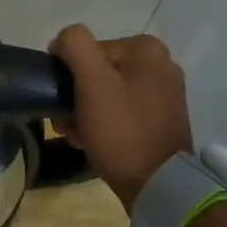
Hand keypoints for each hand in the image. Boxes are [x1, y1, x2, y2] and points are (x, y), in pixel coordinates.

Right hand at [49, 25, 193, 211]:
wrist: (158, 186)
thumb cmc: (122, 130)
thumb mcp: (92, 82)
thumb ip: (75, 46)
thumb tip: (63, 40)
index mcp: (146, 49)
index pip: (87, 50)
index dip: (69, 75)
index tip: (64, 102)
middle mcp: (160, 64)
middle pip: (97, 72)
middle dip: (76, 96)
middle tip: (67, 122)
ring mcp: (163, 93)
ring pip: (106, 92)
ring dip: (84, 111)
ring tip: (77, 135)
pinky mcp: (161, 118)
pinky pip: (121, 110)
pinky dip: (103, 122)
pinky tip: (91, 140)